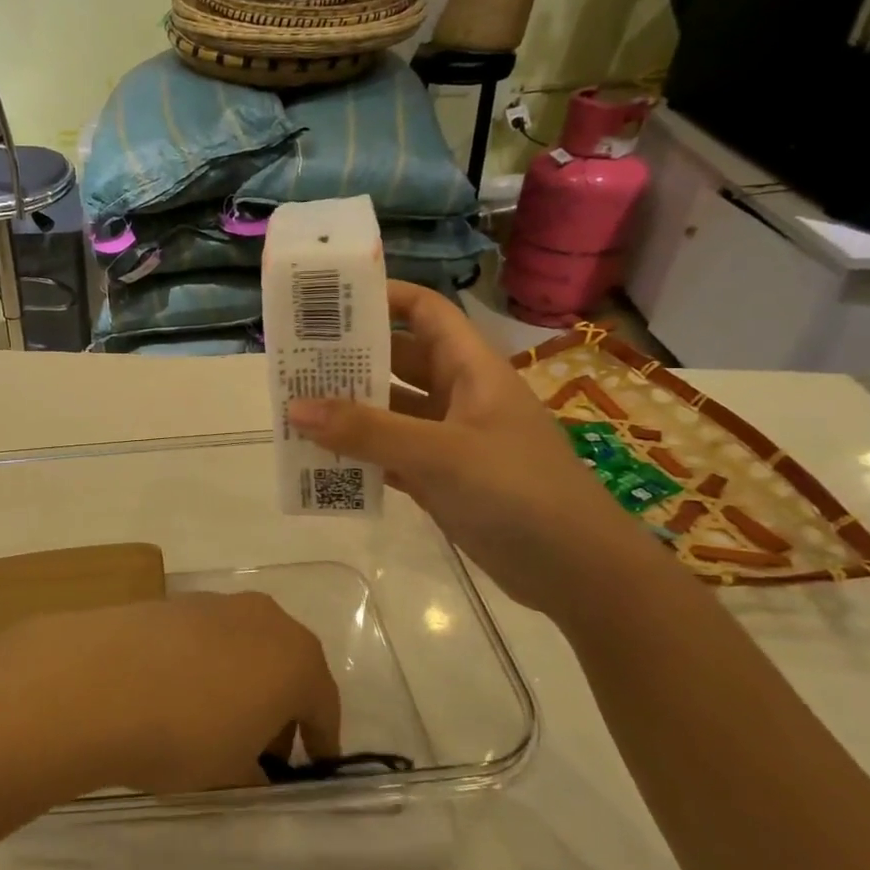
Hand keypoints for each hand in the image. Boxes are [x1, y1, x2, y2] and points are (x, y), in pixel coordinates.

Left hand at [0, 592, 341, 793]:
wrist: (101, 682)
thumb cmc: (185, 734)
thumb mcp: (232, 771)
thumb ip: (254, 770)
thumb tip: (253, 769)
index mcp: (297, 659)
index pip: (324, 705)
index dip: (320, 741)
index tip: (315, 767)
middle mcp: (265, 619)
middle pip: (286, 667)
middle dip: (280, 708)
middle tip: (262, 751)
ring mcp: (217, 603)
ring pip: (245, 647)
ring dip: (242, 681)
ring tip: (214, 721)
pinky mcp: (175, 600)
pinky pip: (207, 637)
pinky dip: (206, 664)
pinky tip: (178, 692)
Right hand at [288, 281, 657, 614]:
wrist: (577, 572)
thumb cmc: (519, 492)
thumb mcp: (441, 454)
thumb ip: (367, 431)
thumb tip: (294, 408)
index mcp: (471, 370)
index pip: (426, 313)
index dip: (384, 297)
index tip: (329, 301)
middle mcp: (459, 397)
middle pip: (398, 362)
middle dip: (350, 358)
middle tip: (293, 359)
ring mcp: (449, 440)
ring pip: (389, 412)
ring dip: (348, 411)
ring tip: (293, 408)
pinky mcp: (441, 479)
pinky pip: (390, 456)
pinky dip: (359, 455)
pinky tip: (319, 459)